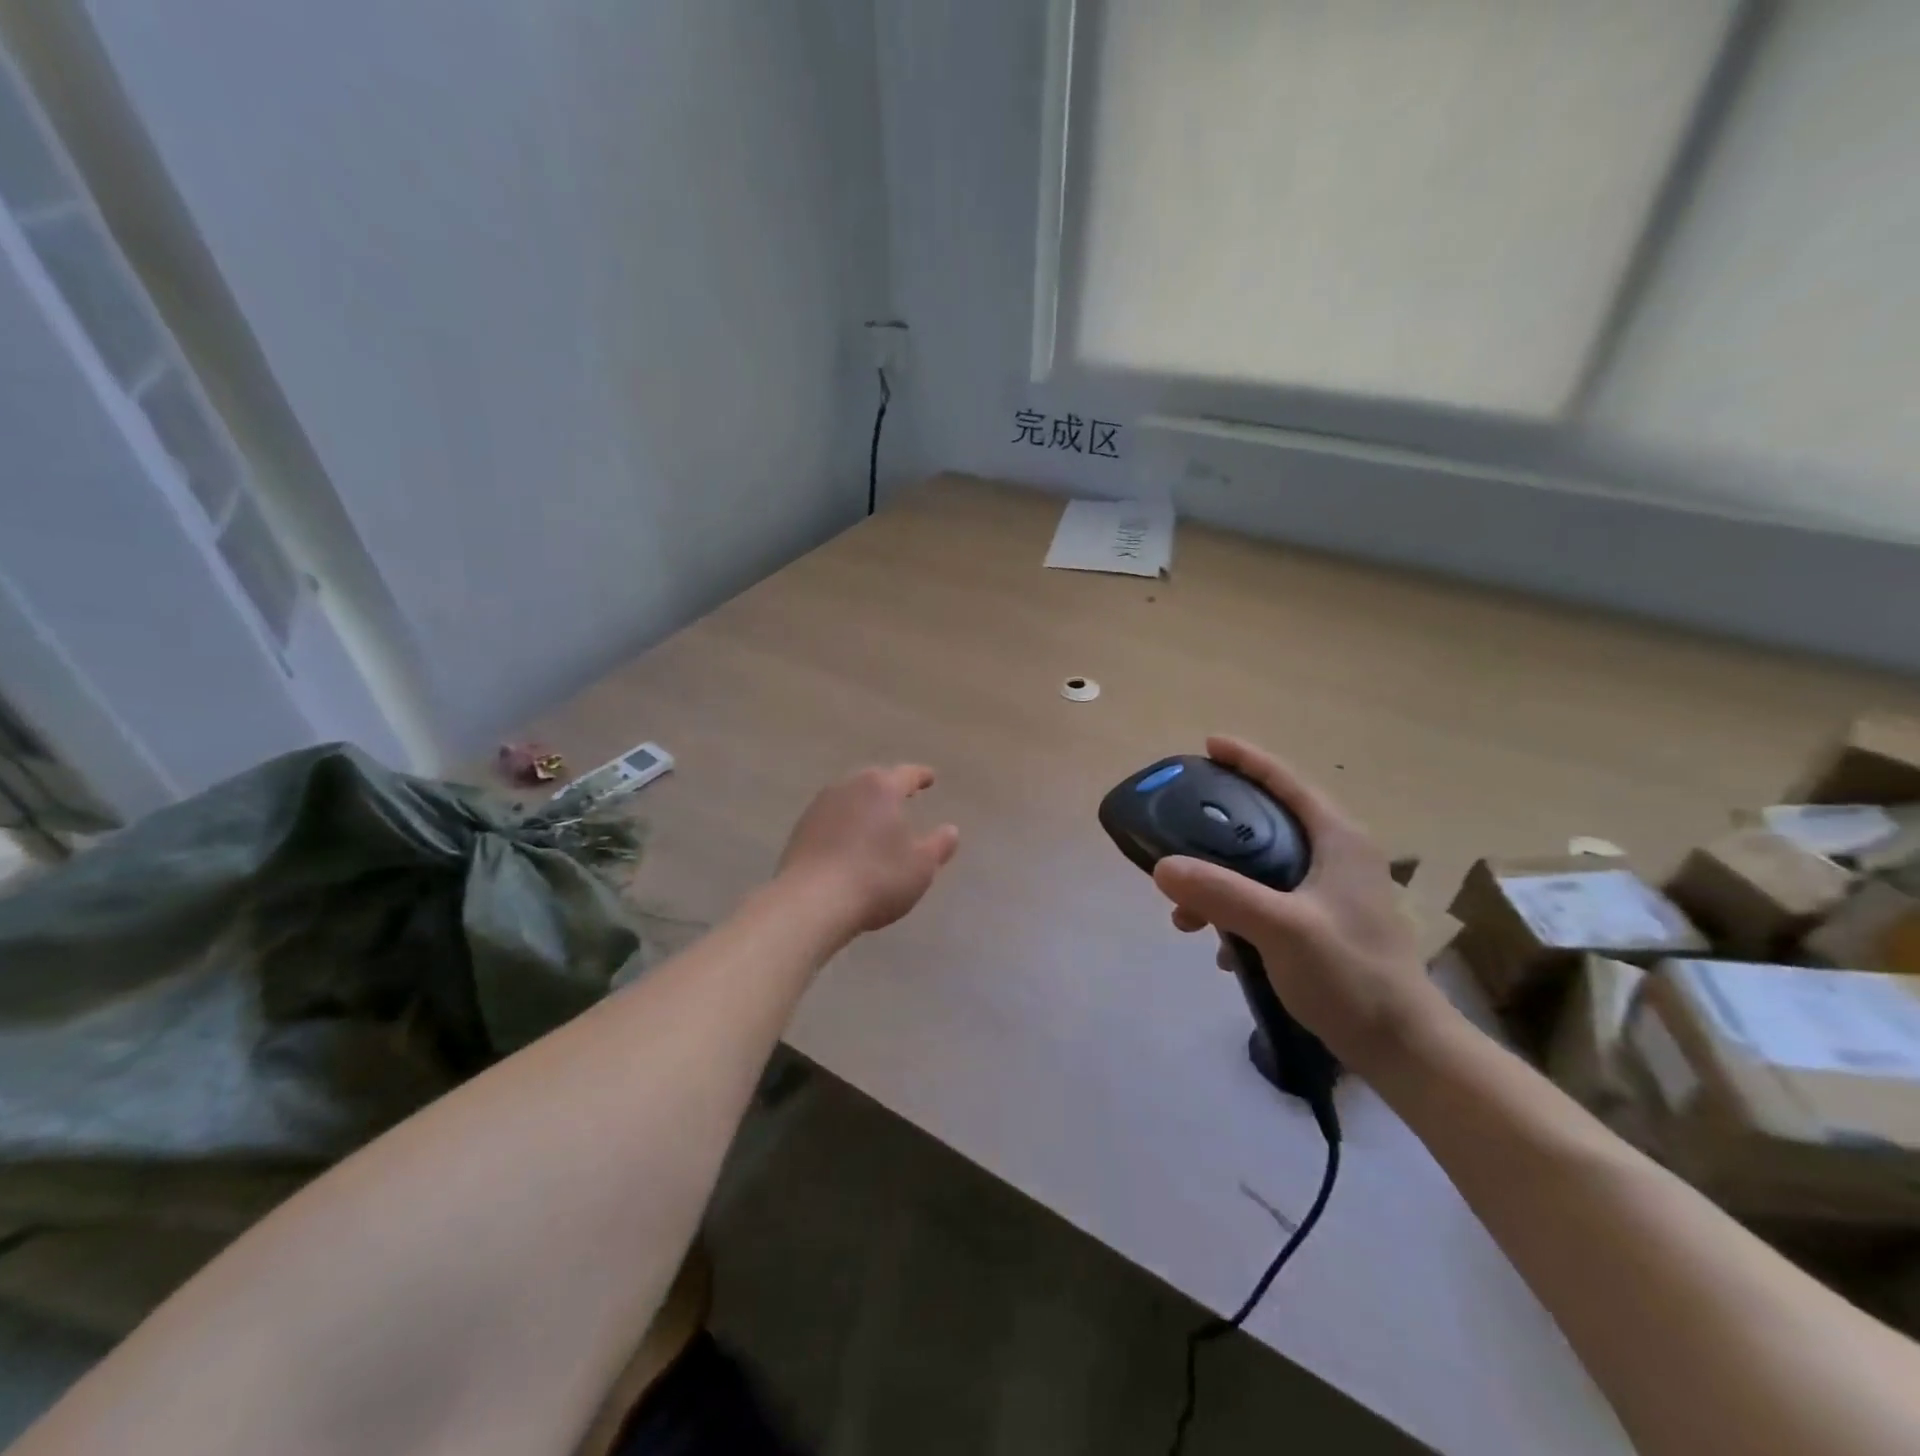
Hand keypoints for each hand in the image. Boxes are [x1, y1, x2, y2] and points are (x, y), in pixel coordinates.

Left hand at [778, 765, 960, 934]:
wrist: (811, 902)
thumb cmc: (876, 879)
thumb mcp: (920, 867)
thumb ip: (939, 845)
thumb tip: (951, 830)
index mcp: (881, 789)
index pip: (906, 774)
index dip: (921, 776)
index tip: (930, 778)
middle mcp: (848, 788)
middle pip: (874, 780)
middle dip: (889, 786)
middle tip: (903, 796)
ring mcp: (819, 807)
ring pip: (849, 797)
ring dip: (864, 805)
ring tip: (876, 820)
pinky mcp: (800, 829)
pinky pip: (831, 817)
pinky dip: (844, 823)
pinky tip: (849, 841)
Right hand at [1151, 736, 1451, 1074]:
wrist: (1401, 1048)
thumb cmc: (1351, 975)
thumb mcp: (1282, 929)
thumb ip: (1222, 894)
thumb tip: (1163, 867)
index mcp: (1338, 840)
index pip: (1287, 783)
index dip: (1247, 759)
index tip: (1208, 744)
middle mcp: (1337, 857)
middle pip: (1267, 824)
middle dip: (1218, 832)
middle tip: (1179, 833)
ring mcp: (1331, 893)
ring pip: (1263, 868)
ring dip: (1221, 885)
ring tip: (1186, 918)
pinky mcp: (1323, 925)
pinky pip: (1267, 902)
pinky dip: (1238, 914)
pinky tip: (1220, 948)